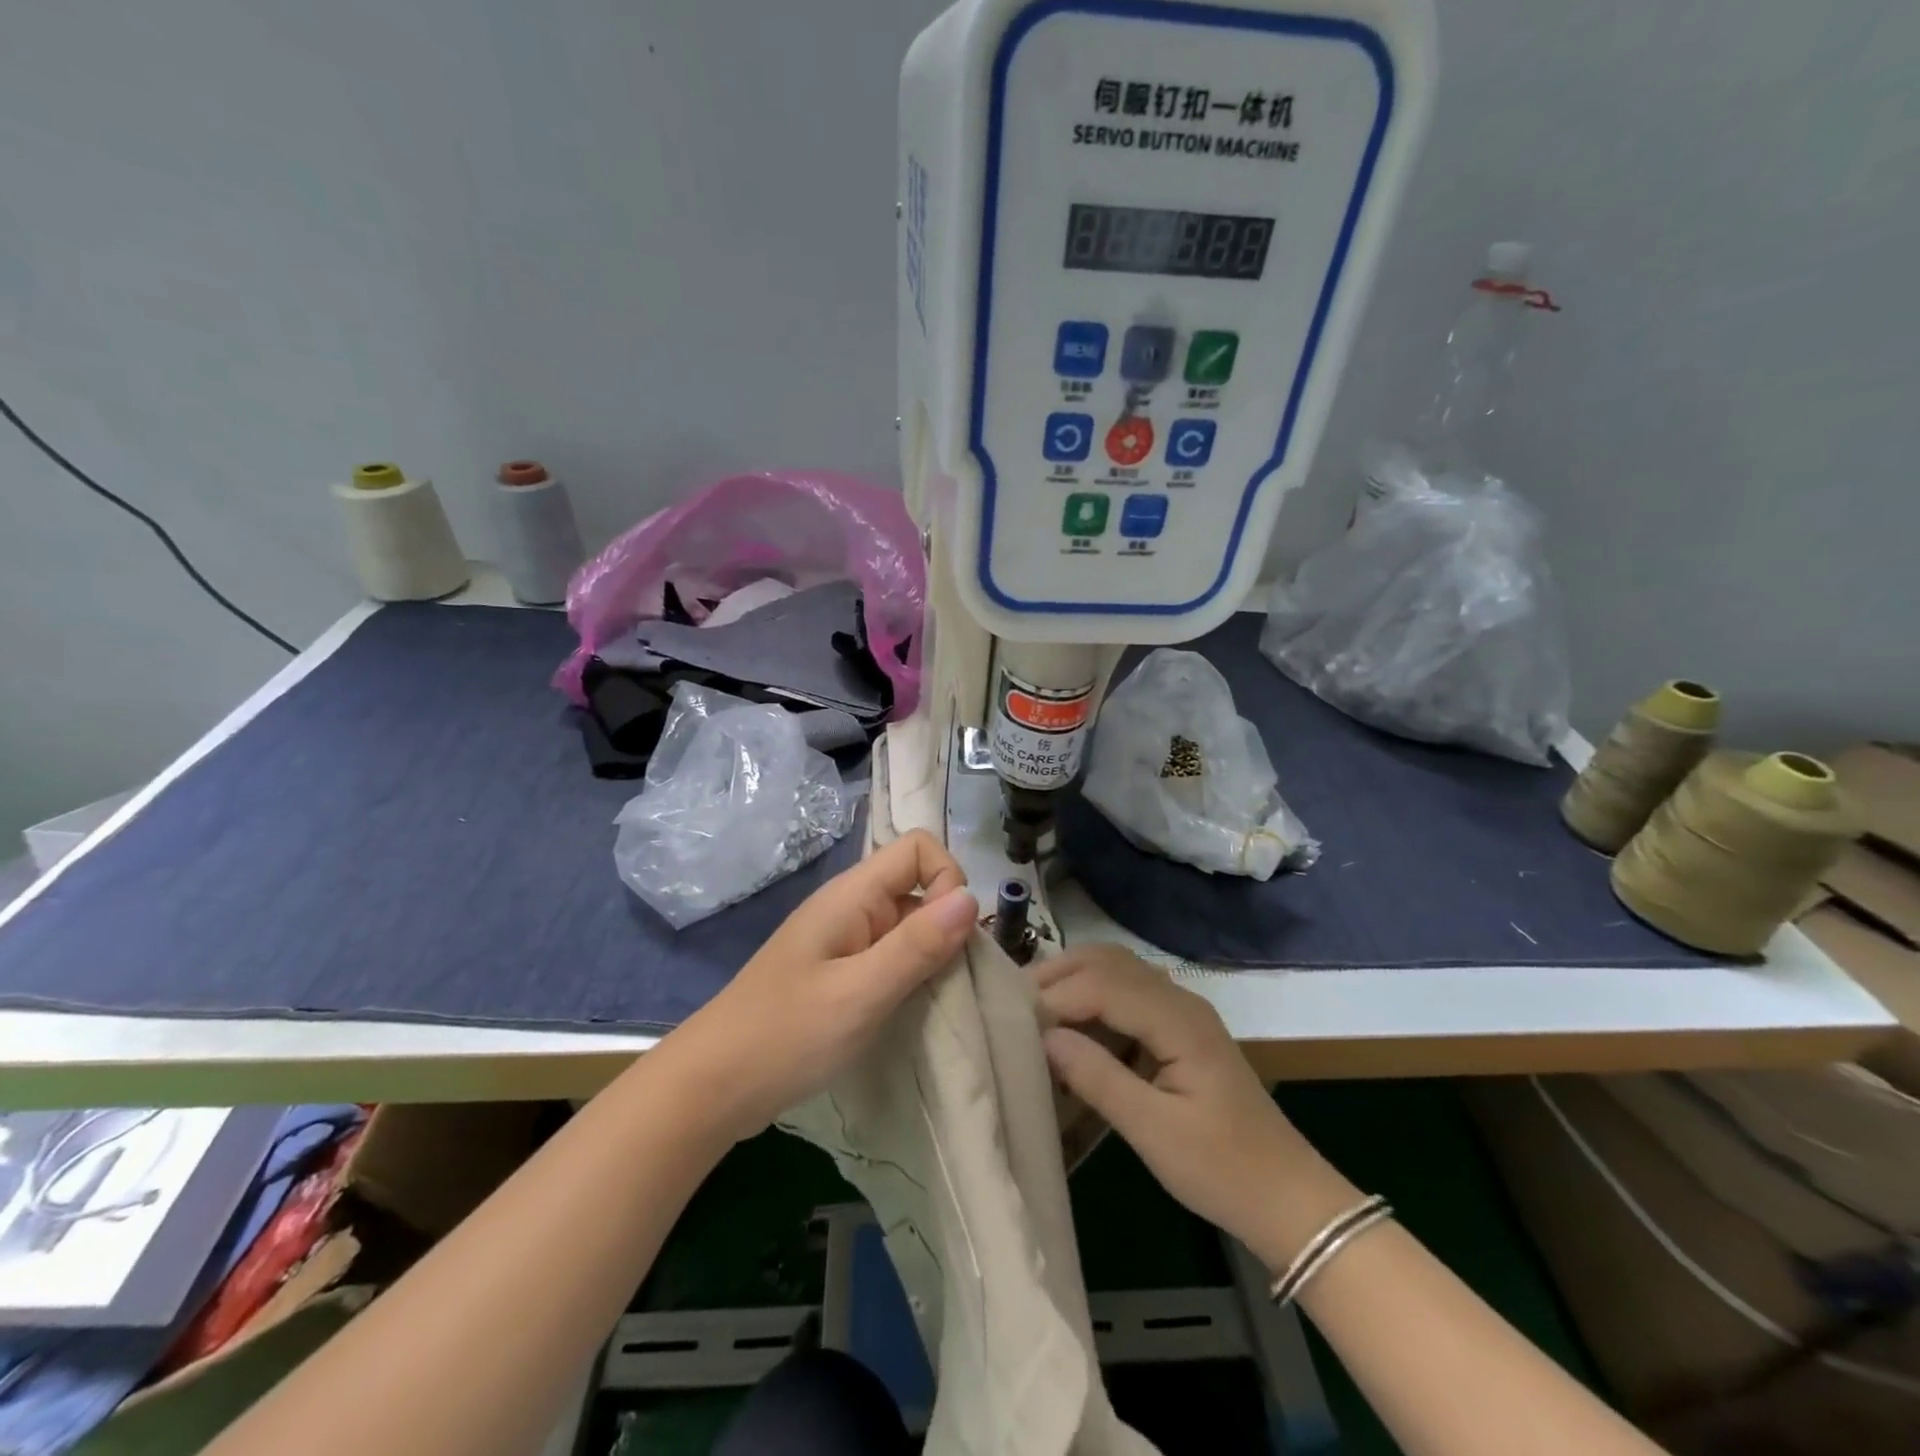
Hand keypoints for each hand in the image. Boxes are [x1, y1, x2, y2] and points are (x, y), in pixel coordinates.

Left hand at [672, 831, 977, 1140]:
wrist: (713, 1086)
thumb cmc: (786, 1035)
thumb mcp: (860, 993)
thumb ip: (917, 944)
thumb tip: (972, 896)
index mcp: (852, 895)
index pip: (918, 848)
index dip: (946, 880)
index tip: (950, 937)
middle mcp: (850, 907)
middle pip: (918, 886)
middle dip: (945, 925)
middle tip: (948, 980)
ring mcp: (843, 940)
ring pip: (908, 924)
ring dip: (929, 955)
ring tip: (932, 1002)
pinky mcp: (839, 972)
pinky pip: (890, 955)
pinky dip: (909, 975)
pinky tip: (907, 1011)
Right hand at [1036, 945, 1351, 1263]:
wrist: (1288, 1198)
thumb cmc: (1222, 1169)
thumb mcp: (1154, 1132)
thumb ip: (1098, 1078)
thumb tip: (1044, 1038)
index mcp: (1179, 1020)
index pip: (1103, 984)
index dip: (1056, 996)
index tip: (1013, 1021)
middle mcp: (1180, 1000)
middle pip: (1108, 961)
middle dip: (1058, 973)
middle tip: (1012, 1001)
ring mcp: (1182, 1011)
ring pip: (1117, 970)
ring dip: (1073, 979)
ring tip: (1032, 1007)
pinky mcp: (1178, 1028)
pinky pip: (1128, 993)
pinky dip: (1092, 996)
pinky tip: (1070, 1024)